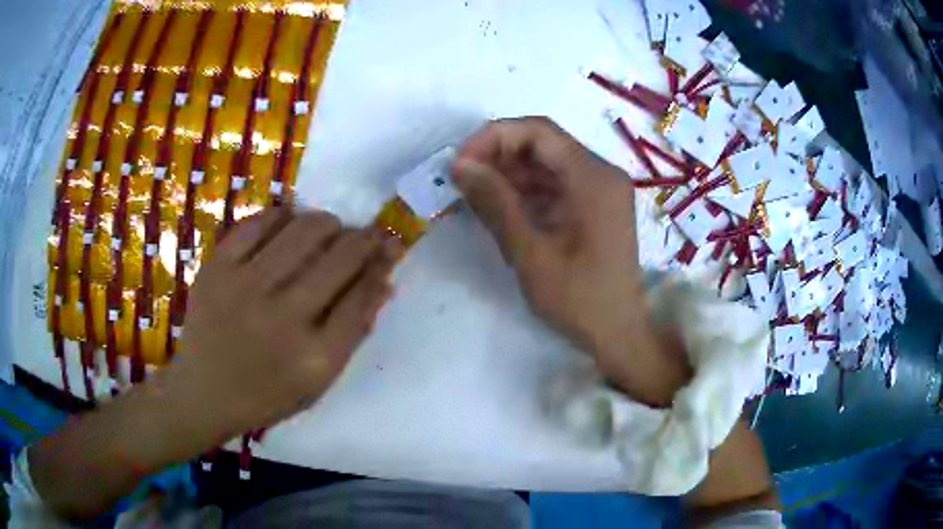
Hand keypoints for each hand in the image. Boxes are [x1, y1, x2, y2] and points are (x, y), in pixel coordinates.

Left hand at [31, 208, 396, 519]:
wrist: (203, 392)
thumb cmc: (266, 393)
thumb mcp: (319, 380)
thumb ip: (352, 330)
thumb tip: (383, 280)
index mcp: (314, 357)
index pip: (363, 293)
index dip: (382, 261)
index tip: (391, 243)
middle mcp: (282, 318)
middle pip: (340, 255)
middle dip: (363, 237)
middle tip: (363, 236)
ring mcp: (244, 287)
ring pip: (304, 229)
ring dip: (327, 223)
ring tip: (328, 229)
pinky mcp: (217, 268)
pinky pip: (259, 222)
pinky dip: (282, 216)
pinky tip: (289, 223)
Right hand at [451, 117, 689, 406]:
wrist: (619, 334)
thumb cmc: (579, 300)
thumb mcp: (531, 253)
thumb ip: (495, 203)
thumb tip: (459, 165)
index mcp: (594, 178)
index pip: (539, 132)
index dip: (494, 137)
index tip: (461, 162)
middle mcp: (601, 174)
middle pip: (543, 144)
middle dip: (498, 155)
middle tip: (462, 180)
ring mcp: (599, 190)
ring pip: (546, 164)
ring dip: (509, 174)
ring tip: (475, 195)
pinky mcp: (594, 206)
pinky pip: (555, 185)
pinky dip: (525, 191)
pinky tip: (500, 208)